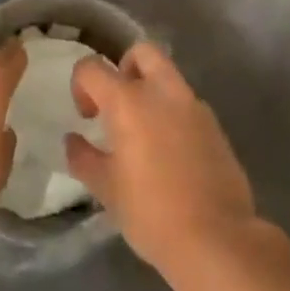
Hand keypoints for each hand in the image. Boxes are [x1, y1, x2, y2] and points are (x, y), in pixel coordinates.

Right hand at [66, 42, 258, 274]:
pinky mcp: (215, 126)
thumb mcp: (106, 189)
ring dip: (151, 91)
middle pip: (142, 52)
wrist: (216, 238)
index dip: (81, 85)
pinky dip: (172, 113)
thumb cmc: (150, 212)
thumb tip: (73, 140)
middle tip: (117, 104)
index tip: (87, 117)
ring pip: (168, 76)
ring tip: (143, 133)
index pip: (93, 68)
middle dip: (124, 67)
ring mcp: (194, 106)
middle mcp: (163, 92)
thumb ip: (84, 158)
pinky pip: (187, 104)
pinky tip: (169, 152)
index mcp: (129, 101)